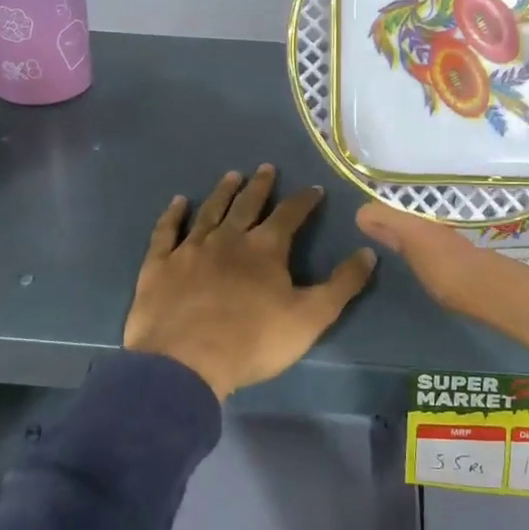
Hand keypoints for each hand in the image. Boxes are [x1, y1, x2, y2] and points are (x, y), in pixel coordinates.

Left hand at [124, 165, 376, 400]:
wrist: (185, 362)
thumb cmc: (253, 341)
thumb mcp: (311, 317)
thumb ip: (342, 285)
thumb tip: (368, 252)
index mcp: (265, 248)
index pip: (290, 214)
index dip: (304, 200)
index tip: (314, 188)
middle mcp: (228, 238)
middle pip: (247, 204)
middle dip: (260, 186)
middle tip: (266, 167)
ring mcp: (191, 249)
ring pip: (210, 211)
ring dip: (223, 192)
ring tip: (232, 175)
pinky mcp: (160, 265)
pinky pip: (167, 232)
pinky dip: (173, 215)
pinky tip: (178, 202)